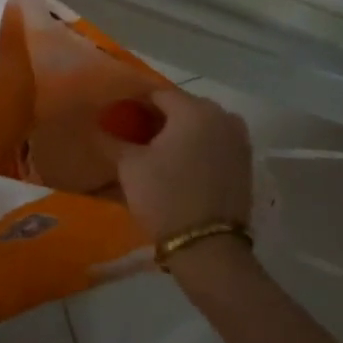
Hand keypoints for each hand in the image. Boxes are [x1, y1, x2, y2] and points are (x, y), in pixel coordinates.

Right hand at [105, 88, 252, 242]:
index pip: (157, 94)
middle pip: (181, 107)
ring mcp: (238, 137)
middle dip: (158, 118)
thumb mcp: (130, 167)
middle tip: (134, 136)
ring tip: (156, 153)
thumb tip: (97, 125)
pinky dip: (197, 146)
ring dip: (179, 133)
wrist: (209, 249)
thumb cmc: (165, 198)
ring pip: (200, 125)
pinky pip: (215, 142)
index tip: (118, 117)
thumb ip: (112, 140)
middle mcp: (221, 114)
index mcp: (194, 108)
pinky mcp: (245, 161)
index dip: (134, 103)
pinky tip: (180, 165)